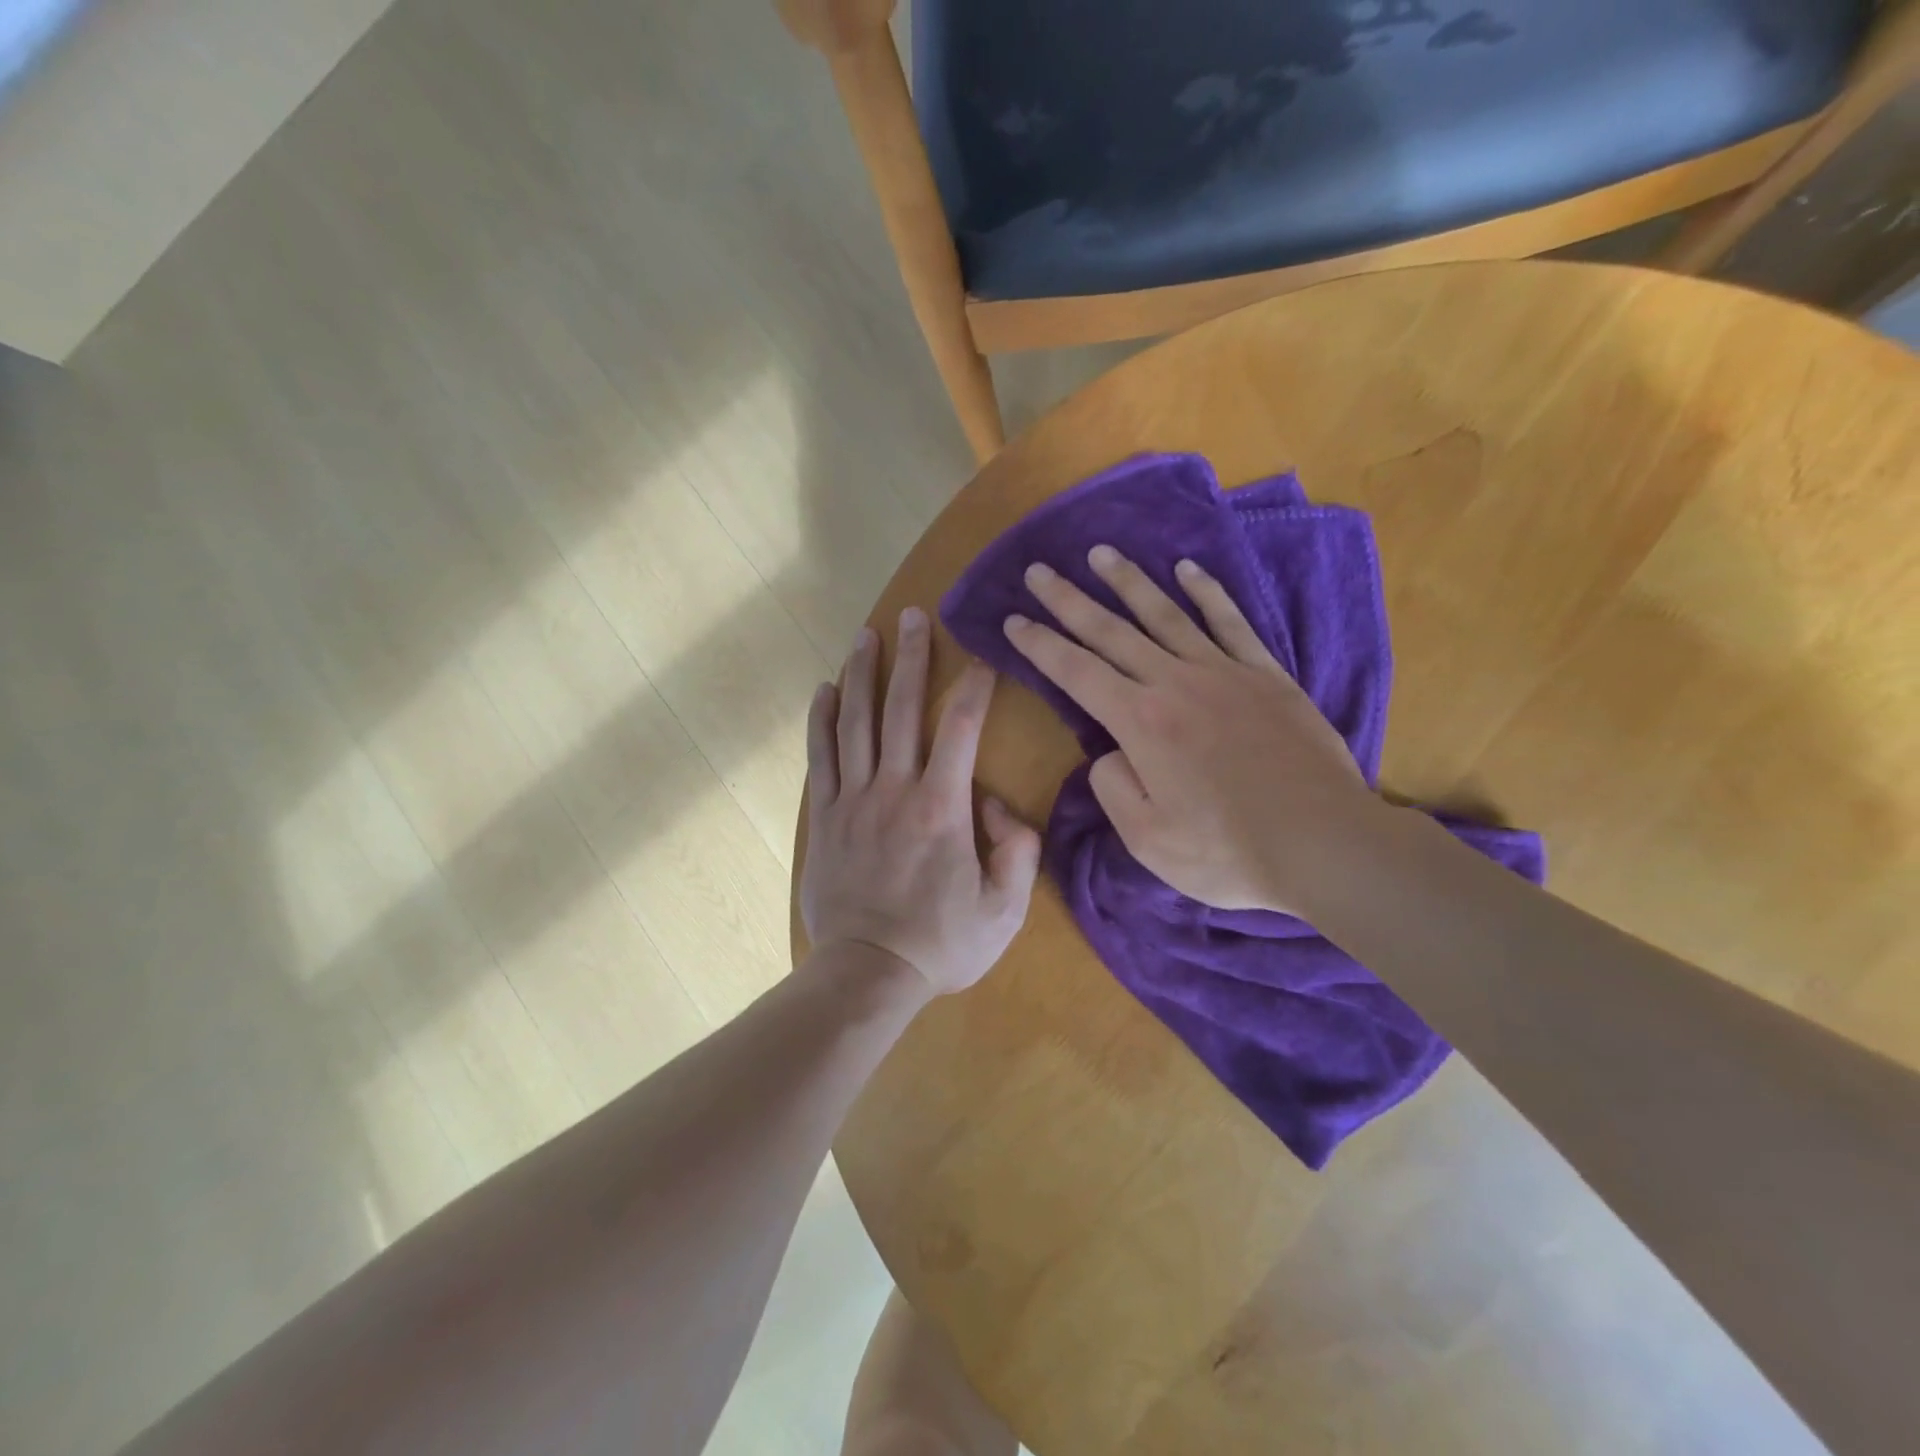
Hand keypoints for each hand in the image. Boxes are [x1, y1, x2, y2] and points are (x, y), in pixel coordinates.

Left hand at [802, 607, 1040, 995]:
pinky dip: (822, 720)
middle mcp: (894, 789)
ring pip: (856, 723)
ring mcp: (853, 800)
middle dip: (911, 658)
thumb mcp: (1004, 908)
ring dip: (862, 674)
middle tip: (914, 616)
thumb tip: (996, 804)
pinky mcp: (825, 817)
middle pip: (902, 709)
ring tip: (866, 635)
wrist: (868, 974)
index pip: (962, 729)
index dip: (974, 687)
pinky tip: (825, 690)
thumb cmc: (941, 943)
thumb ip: (1016, 849)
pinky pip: (821, 758)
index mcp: (942, 807)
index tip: (981, 657)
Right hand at [1004, 547, 1377, 915]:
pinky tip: (1187, 570)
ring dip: (1128, 582)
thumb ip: (1113, 789)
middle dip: (1069, 600)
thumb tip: (1110, 755)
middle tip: (1039, 571)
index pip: (1075, 672)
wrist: (1324, 843)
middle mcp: (1175, 683)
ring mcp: (1224, 672)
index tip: (1013, 620)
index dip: (1040, 645)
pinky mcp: (1266, 675)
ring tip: (1101, 553)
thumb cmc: (1228, 852)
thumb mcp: (1147, 840)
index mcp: (1140, 723)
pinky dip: (1207, 592)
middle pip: (1110, 632)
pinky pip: (1231, 622)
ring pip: (1165, 614)